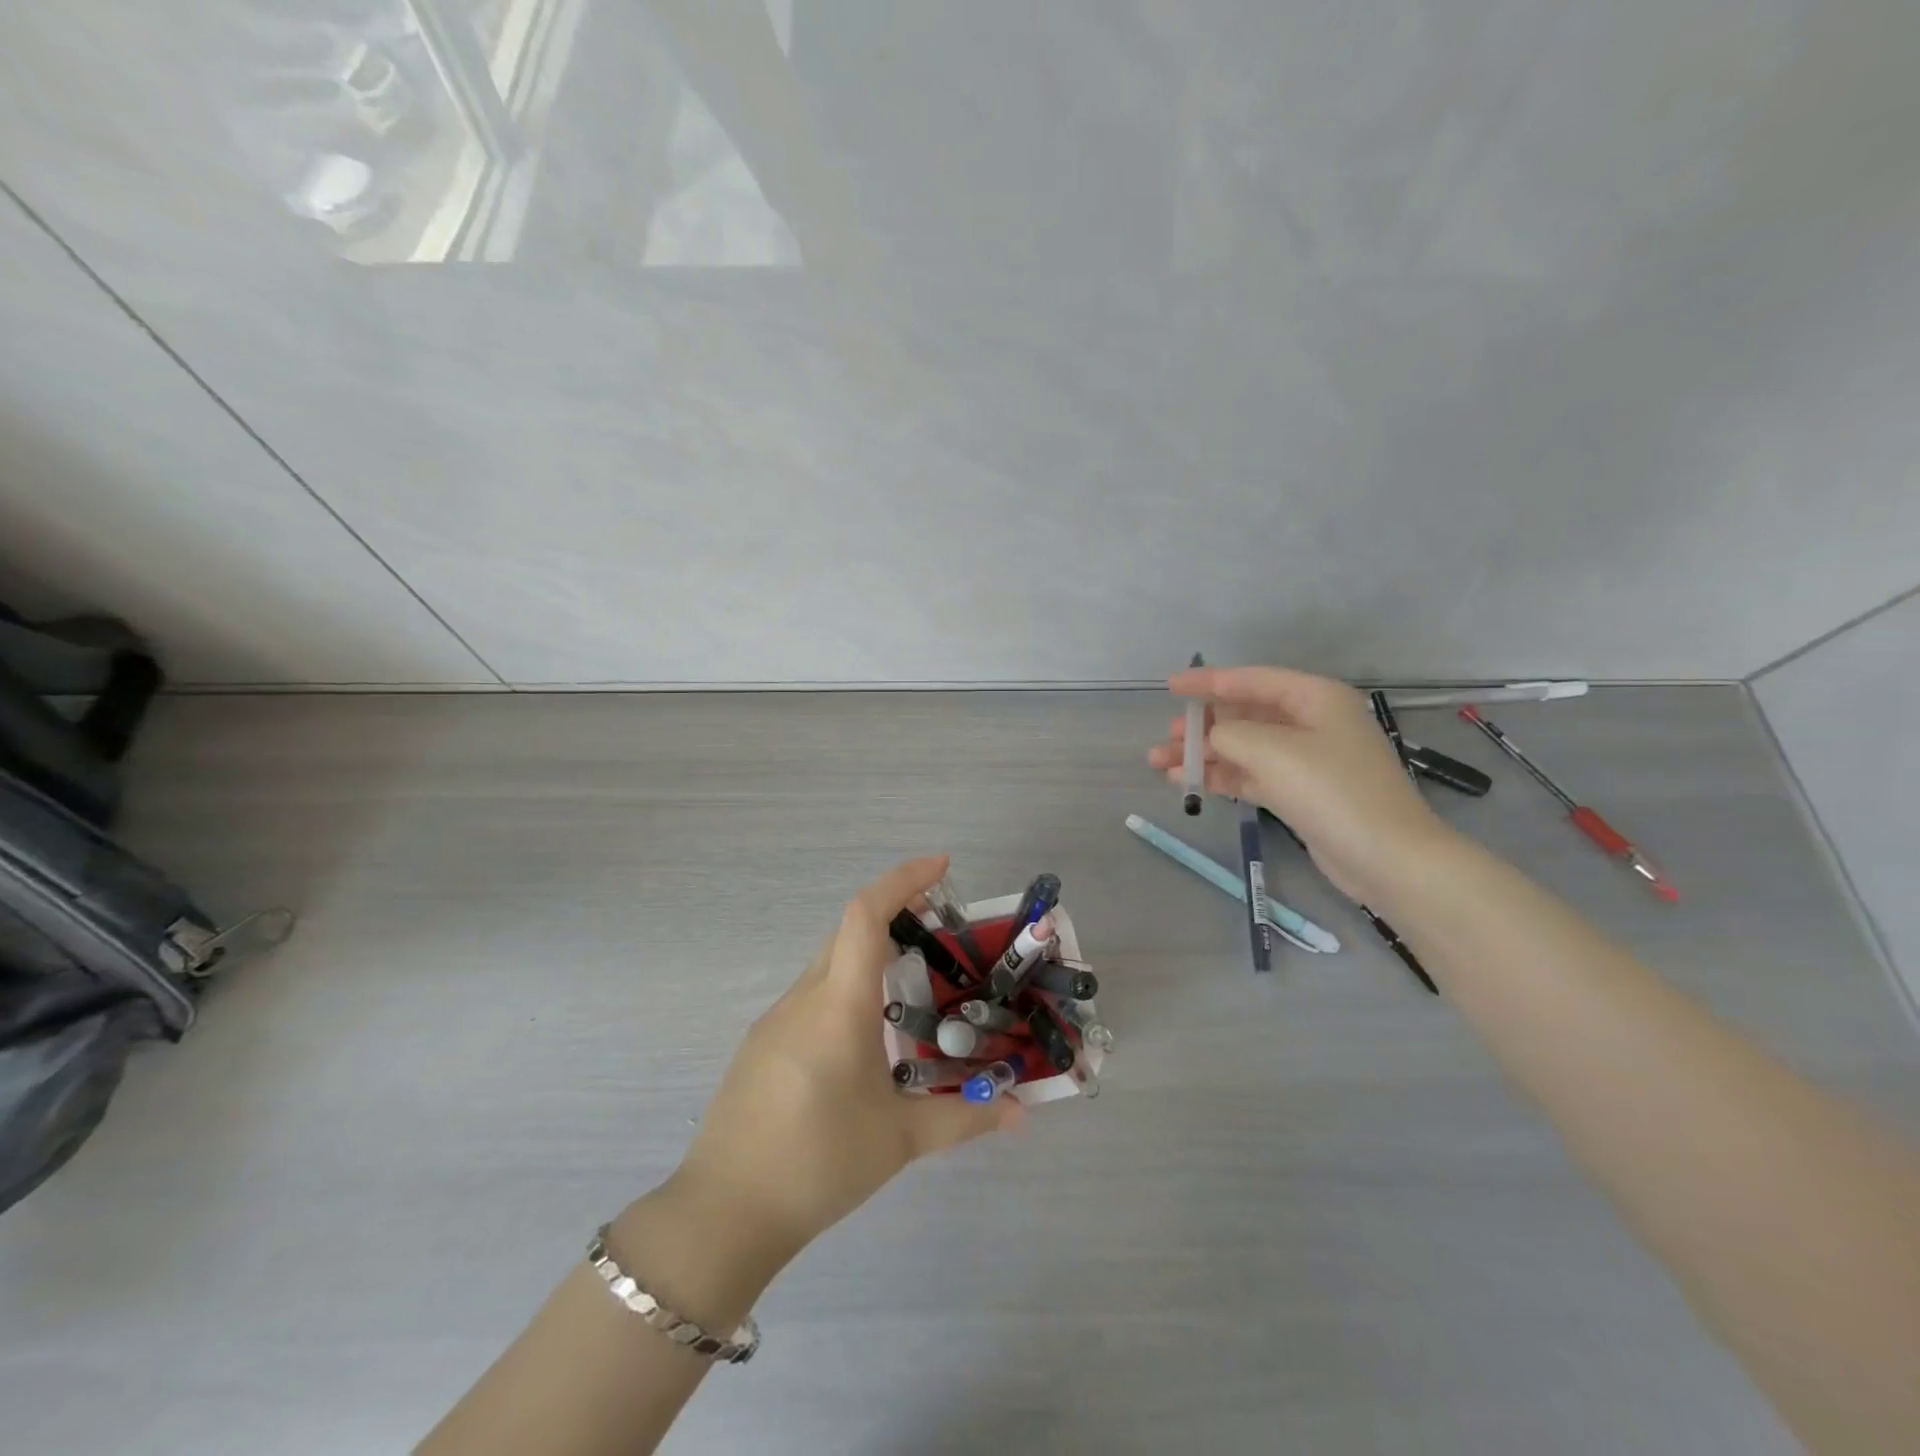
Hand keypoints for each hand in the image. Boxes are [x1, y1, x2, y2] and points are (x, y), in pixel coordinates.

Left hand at [667, 855, 1020, 1267]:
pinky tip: (867, 1037)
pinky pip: (812, 996)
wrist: (723, 1214)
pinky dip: (846, 989)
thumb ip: (964, 1117)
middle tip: (940, 927)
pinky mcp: (762, 1044)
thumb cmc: (818, 1164)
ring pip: (829, 964)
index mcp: (838, 1005)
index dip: (903, 879)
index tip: (942, 866)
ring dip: (870, 956)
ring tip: (913, 987)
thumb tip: (1020, 1113)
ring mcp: (776, 1019)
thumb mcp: (899, 1139)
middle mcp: (804, 997)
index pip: (865, 915)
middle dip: (894, 913)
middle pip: (848, 931)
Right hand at [1147, 666, 1454, 901]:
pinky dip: (1220, 776)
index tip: (1170, 686)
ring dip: (1204, 754)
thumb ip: (1230, 734)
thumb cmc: (1332, 790)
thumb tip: (1210, 736)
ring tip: (1161, 763)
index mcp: (1314, 698)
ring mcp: (1306, 760)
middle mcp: (1311, 722)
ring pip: (1243, 748)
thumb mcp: (1273, 751)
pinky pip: (1250, 775)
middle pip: (1245, 714)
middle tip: (1166, 736)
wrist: (1387, 857)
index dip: (1208, 681)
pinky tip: (1187, 782)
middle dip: (1202, 725)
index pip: (1251, 680)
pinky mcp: (1299, 793)